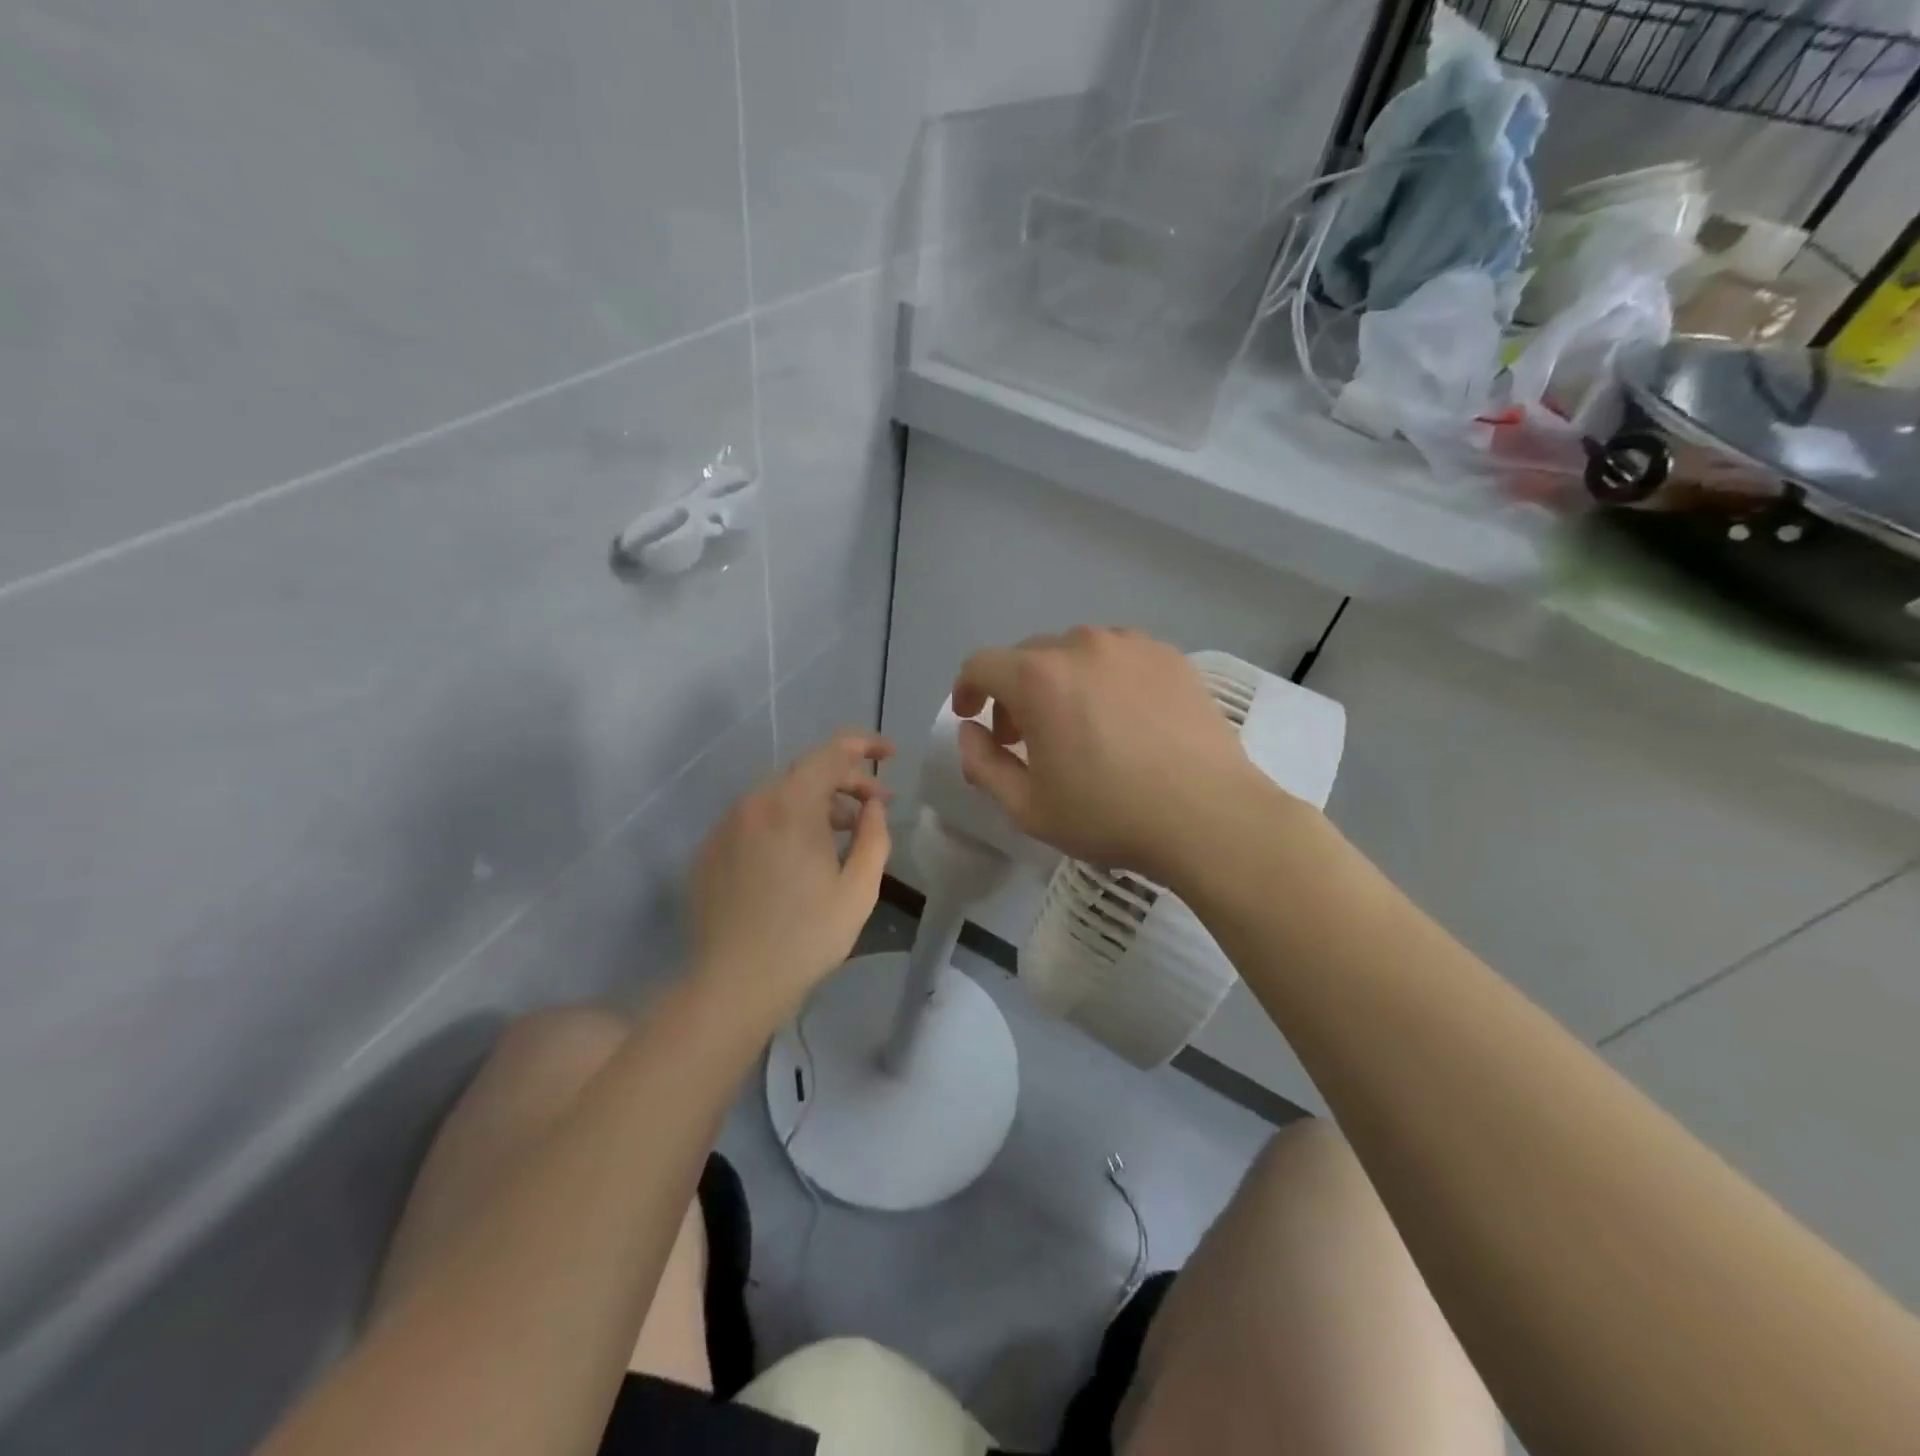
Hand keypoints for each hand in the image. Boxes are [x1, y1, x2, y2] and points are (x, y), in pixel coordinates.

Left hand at [689, 732, 894, 1015]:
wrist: (734, 983)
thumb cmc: (807, 937)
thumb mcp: (859, 888)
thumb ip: (874, 836)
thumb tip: (873, 806)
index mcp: (792, 805)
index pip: (833, 752)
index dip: (866, 745)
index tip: (892, 754)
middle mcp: (754, 803)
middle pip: (806, 772)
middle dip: (845, 780)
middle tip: (875, 804)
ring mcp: (726, 825)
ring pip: (778, 795)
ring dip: (815, 803)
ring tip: (841, 831)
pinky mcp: (709, 850)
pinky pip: (754, 819)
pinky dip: (783, 822)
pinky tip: (798, 855)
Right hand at [951, 627, 1261, 884]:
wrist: (1209, 816)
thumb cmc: (1109, 816)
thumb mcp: (1027, 807)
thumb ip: (982, 764)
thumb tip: (971, 731)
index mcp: (1039, 678)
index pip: (982, 664)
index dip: (967, 689)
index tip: (972, 716)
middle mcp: (1081, 645)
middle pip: (1027, 656)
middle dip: (1013, 692)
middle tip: (1025, 736)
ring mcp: (1131, 645)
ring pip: (1075, 652)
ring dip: (1059, 682)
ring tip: (1078, 724)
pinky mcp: (1169, 655)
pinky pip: (1118, 656)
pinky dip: (1103, 678)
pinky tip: (1122, 717)